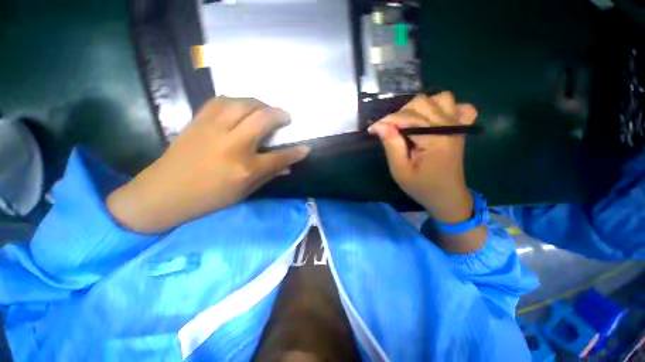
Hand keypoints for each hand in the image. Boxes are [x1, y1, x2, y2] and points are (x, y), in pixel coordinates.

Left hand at [107, 97, 309, 233]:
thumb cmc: (208, 198)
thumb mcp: (243, 192)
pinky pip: (221, 101)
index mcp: (245, 168)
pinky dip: (236, 101)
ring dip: (259, 104)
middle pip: (262, 119)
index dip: (296, 152)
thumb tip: (287, 167)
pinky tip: (241, 107)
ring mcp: (213, 129)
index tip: (306, 148)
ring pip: (242, 103)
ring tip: (265, 110)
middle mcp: (232, 144)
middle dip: (279, 115)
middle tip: (286, 117)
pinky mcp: (198, 121)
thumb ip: (268, 176)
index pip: (279, 157)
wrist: (163, 193)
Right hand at [368, 92, 477, 223]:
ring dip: (422, 107)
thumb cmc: (421, 186)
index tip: (372, 129)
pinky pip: (461, 107)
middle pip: (421, 102)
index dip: (386, 121)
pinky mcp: (462, 128)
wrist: (447, 197)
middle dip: (400, 113)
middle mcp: (449, 126)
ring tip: (411, 123)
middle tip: (391, 130)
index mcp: (434, 139)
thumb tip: (380, 125)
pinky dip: (447, 108)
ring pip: (441, 98)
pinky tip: (436, 119)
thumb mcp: (400, 170)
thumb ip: (392, 145)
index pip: (406, 118)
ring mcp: (458, 125)